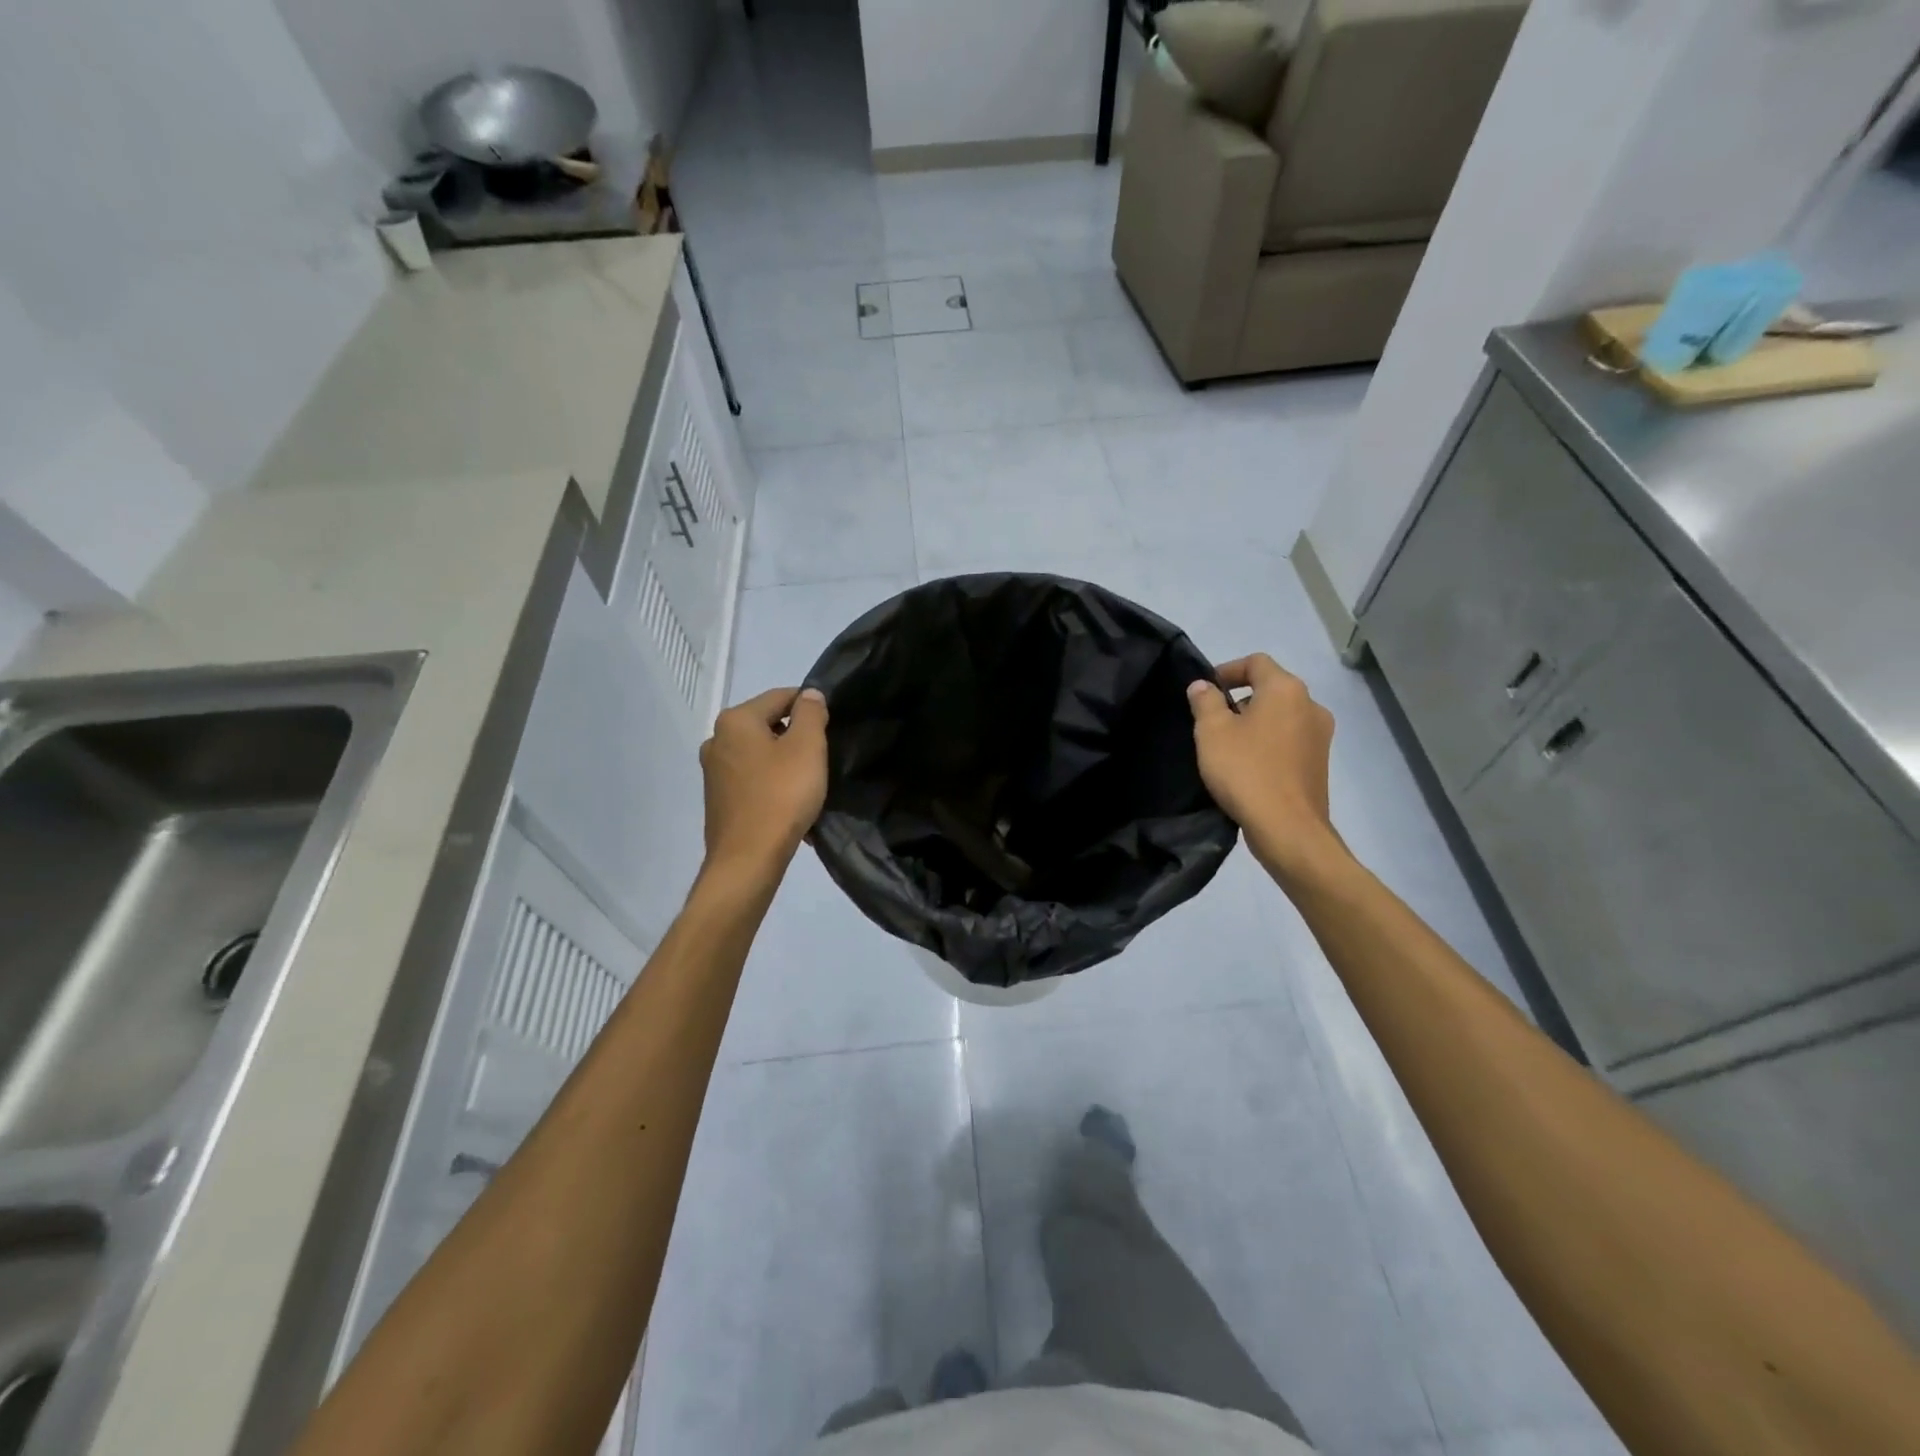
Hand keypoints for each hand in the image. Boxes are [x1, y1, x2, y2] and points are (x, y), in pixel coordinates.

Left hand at [699, 686, 828, 875]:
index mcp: (735, 721)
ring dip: (787, 765)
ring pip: (761, 755)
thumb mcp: (807, 748)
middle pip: (768, 726)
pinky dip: (773, 786)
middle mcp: (717, 740)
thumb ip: (811, 714)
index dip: (810, 707)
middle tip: (822, 760)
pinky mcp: (718, 800)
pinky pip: (753, 781)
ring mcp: (714, 772)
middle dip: (797, 738)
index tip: (830, 728)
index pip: (780, 697)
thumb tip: (809, 695)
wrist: (748, 860)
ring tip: (810, 786)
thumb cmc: (781, 796)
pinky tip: (791, 807)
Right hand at [1186, 654, 1341, 882]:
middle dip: (1240, 698)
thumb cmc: (1246, 771)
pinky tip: (1248, 766)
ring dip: (1254, 722)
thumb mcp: (1212, 732)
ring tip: (1227, 745)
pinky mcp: (1320, 762)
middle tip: (1211, 720)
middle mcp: (1310, 705)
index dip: (1227, 670)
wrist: (1287, 828)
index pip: (1256, 662)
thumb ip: (1205, 702)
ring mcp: (1320, 735)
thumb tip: (1203, 686)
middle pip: (1271, 687)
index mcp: (1286, 689)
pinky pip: (1289, 739)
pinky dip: (1268, 742)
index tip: (1205, 692)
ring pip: (1281, 715)